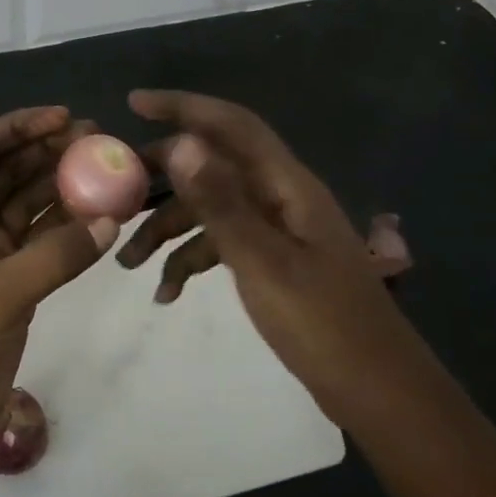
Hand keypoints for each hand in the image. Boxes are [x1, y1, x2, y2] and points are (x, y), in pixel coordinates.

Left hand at [0, 106, 119, 469]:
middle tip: (96, 139)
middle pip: (8, 174)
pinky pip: (43, 245)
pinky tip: (101, 216)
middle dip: (47, 152)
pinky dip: (69, 230)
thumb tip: (112, 219)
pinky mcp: (11, 286)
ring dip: (62, 187)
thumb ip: (57, 254)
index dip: (16, 127)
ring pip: (29, 207)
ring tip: (105, 168)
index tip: (61, 117)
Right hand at [118, 90, 418, 426]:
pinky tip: (166, 294)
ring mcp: (276, 230)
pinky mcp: (272, 261)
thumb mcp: (263, 262)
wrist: (380, 393)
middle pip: (211, 165)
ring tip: (127, 262)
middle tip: (115, 189)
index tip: (134, 102)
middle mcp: (279, 197)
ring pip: (209, 209)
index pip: (230, 125)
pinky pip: (221, 244)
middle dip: (161, 175)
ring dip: (168, 230)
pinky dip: (191, 261)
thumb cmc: (324, 325)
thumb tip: (180, 143)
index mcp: (286, 185)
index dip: (183, 106)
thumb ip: (220, 201)